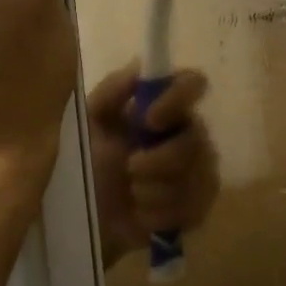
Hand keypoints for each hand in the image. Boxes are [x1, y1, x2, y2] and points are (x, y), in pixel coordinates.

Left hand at [87, 64, 219, 267]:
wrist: (86, 219)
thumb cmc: (88, 164)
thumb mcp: (89, 124)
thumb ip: (111, 92)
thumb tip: (140, 66)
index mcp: (164, 107)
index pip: (192, 83)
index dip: (178, 98)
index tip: (150, 119)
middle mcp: (188, 133)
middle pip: (196, 139)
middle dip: (159, 160)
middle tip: (130, 168)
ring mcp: (199, 170)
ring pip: (197, 177)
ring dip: (155, 190)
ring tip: (132, 194)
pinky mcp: (199, 205)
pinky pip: (194, 207)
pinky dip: (161, 214)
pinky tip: (143, 215)